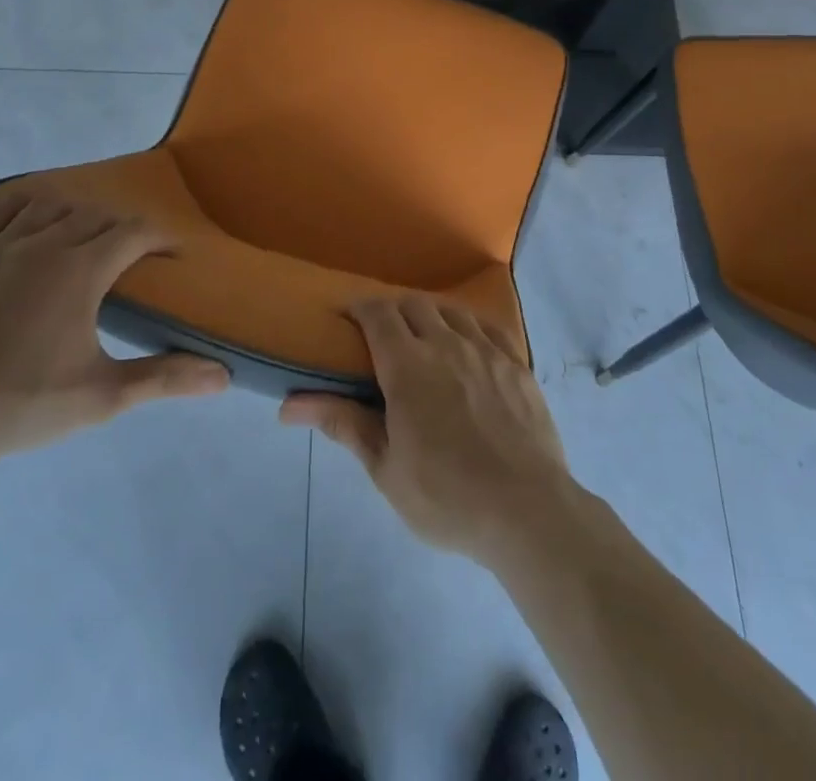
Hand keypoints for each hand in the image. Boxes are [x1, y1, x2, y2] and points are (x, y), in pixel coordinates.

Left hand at [0, 190, 228, 463]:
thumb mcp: (102, 396)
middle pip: (94, 216)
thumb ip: (164, 379)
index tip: (171, 256)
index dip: (160, 239)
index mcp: (80, 270)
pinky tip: (28, 224)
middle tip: (128, 259)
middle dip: (120, 230)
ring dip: (74, 216)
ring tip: (81, 241)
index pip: (134, 233)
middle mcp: (41, 244)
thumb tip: (224, 377)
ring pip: (48, 206)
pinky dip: (21, 208)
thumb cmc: (22, 406)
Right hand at [280, 297, 579, 567]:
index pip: (378, 314)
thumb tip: (288, 405)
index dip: (360, 308)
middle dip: (393, 310)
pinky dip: (469, 326)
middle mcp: (447, 344)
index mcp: (408, 366)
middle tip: (382, 334)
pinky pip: (489, 327)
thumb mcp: (385, 468)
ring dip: (431, 314)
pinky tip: (468, 344)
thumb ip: (344, 424)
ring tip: (424, 337)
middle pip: (414, 305)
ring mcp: (486, 350)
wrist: (527, 511)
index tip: (347, 316)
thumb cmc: (446, 496)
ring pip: (452, 311)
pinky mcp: (517, 364)